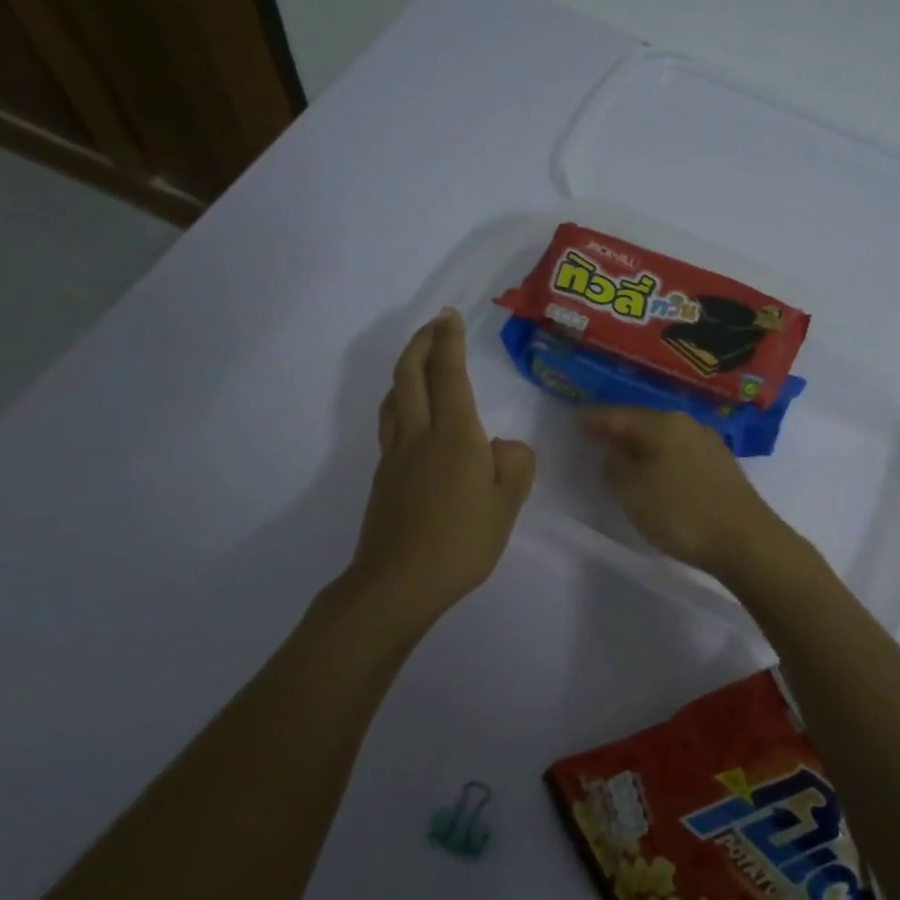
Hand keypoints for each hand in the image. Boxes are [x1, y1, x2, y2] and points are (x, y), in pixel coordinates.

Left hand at [346, 310, 535, 625]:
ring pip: (394, 396)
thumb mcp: (507, 505)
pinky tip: (413, 414)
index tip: (451, 316)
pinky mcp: (384, 476)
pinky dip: (400, 400)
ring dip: (405, 369)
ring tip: (420, 361)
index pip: (449, 374)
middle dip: (421, 342)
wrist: (398, 583)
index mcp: (454, 436)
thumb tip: (503, 446)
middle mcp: (419, 434)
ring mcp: (395, 455)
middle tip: (435, 325)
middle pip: (409, 374)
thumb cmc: (461, 543)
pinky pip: (390, 422)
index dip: (448, 341)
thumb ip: (515, 465)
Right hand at [581, 407, 796, 581]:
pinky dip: (662, 459)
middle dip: (619, 430)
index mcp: (661, 423)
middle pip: (643, 423)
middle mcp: (686, 424)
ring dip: (642, 446)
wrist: (745, 539)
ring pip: (664, 438)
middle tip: (596, 438)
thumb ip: (615, 466)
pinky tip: (656, 473)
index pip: (618, 415)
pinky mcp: (721, 465)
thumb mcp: (632, 491)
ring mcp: (708, 443)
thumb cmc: (680, 512)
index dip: (594, 419)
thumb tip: (613, 453)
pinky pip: (680, 454)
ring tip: (623, 458)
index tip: (576, 420)